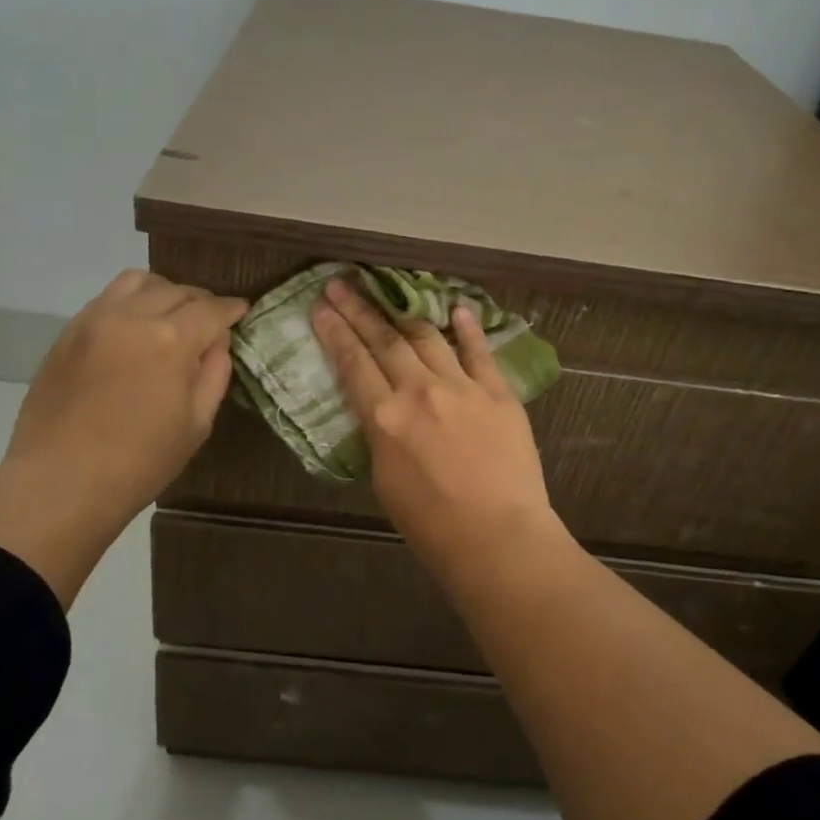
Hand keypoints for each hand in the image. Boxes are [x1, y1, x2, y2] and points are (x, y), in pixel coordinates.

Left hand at [0, 270, 246, 603]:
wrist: (61, 481)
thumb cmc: (140, 462)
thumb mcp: (197, 424)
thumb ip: (213, 374)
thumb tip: (216, 343)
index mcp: (171, 340)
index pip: (211, 309)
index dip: (231, 309)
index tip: (241, 311)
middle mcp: (133, 317)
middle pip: (177, 290)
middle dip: (201, 301)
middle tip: (210, 320)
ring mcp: (95, 320)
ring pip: (137, 282)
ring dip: (163, 292)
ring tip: (170, 314)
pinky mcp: (68, 332)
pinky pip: (106, 299)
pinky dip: (129, 302)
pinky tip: (134, 327)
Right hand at [310, 278, 559, 581]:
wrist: (497, 536)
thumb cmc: (431, 524)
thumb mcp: (384, 480)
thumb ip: (380, 435)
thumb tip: (382, 410)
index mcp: (385, 418)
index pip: (353, 363)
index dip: (334, 332)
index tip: (321, 307)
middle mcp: (420, 391)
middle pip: (384, 340)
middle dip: (359, 309)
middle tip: (341, 284)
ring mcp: (462, 387)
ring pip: (428, 338)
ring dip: (404, 312)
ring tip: (387, 289)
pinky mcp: (498, 393)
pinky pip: (479, 352)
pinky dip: (467, 328)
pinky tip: (457, 308)